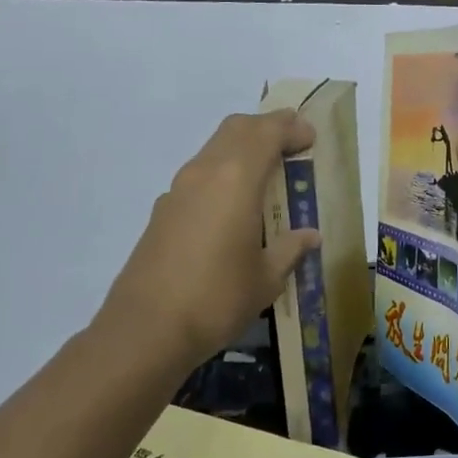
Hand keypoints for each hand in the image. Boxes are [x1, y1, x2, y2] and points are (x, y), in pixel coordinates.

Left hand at [99, 110, 321, 371]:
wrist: (146, 329)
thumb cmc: (217, 299)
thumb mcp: (266, 278)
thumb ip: (290, 249)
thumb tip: (310, 236)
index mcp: (236, 179)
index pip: (266, 133)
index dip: (291, 128)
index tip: (310, 138)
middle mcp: (204, 173)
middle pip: (236, 129)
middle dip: (267, 128)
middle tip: (292, 144)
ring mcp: (178, 190)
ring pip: (214, 150)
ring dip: (242, 149)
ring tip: (267, 174)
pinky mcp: (163, 211)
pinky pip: (199, 176)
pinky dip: (223, 174)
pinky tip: (234, 208)